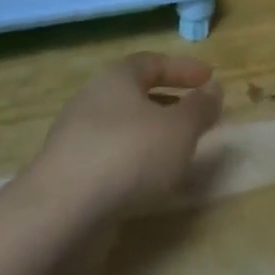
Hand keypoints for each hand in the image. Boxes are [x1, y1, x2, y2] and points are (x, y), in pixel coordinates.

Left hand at [30, 54, 223, 218]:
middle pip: (135, 94)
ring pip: (122, 128)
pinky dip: (133, 162)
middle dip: (168, 103)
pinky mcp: (68, 175)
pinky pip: (109, 157)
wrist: (62, 213)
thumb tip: (213, 89)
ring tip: (177, 152)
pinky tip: (148, 181)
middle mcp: (92, 101)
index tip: (209, 79)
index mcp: (116, 79)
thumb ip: (200, 108)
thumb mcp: (180, 128)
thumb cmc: (129, 154)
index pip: (152, 62)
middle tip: (195, 116)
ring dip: (151, 135)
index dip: (182, 68)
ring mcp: (75, 139)